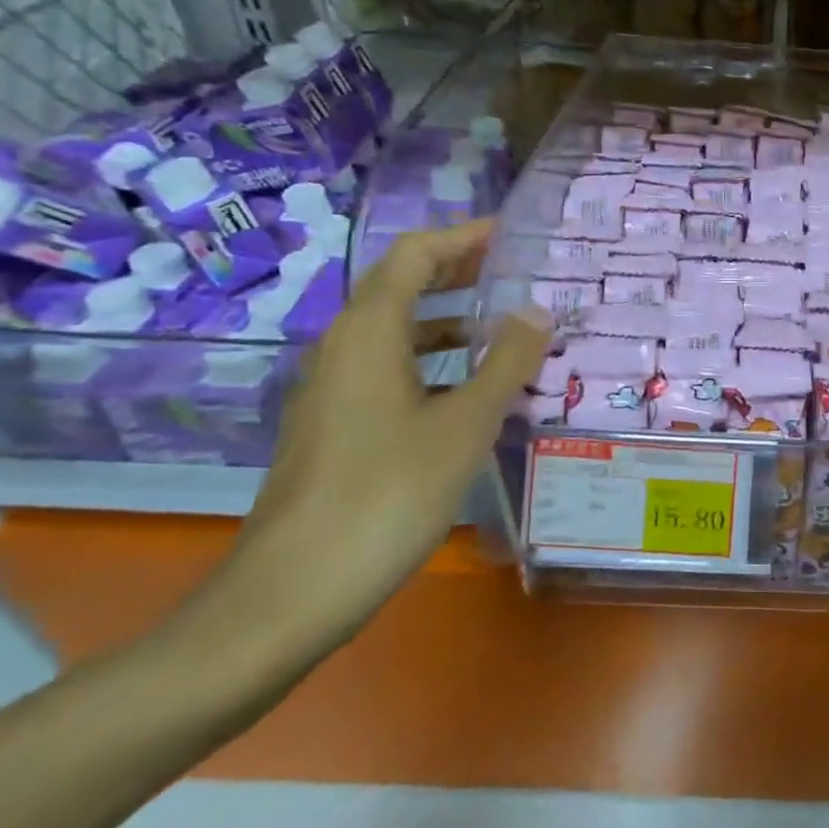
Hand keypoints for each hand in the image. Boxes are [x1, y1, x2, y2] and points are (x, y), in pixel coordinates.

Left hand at [195, 221, 551, 663]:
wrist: (292, 592)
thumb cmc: (388, 494)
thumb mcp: (465, 424)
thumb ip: (505, 362)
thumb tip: (536, 310)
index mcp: (368, 332)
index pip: (415, 255)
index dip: (463, 237)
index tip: (512, 235)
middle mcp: (342, 348)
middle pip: (401, 286)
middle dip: (458, 273)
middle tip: (516, 274)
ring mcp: (332, 389)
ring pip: (395, 331)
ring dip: (447, 319)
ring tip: (503, 330)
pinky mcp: (333, 426)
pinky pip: (387, 368)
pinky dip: (431, 360)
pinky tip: (468, 391)